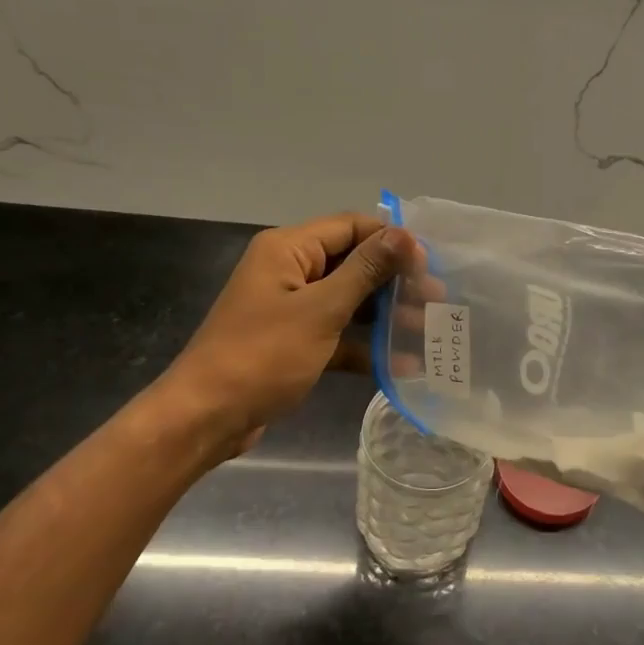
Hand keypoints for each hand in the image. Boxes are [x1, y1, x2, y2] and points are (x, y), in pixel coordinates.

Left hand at [158, 213, 413, 455]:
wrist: (207, 417)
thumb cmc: (263, 356)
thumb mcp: (321, 310)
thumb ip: (365, 271)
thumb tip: (404, 234)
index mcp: (289, 250)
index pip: (351, 227)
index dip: (392, 241)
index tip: (430, 264)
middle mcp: (289, 271)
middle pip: (352, 264)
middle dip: (394, 281)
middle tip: (436, 300)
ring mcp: (290, 309)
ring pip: (348, 301)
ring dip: (385, 314)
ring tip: (426, 330)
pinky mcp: (293, 343)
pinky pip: (337, 335)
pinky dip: (364, 346)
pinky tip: (401, 365)